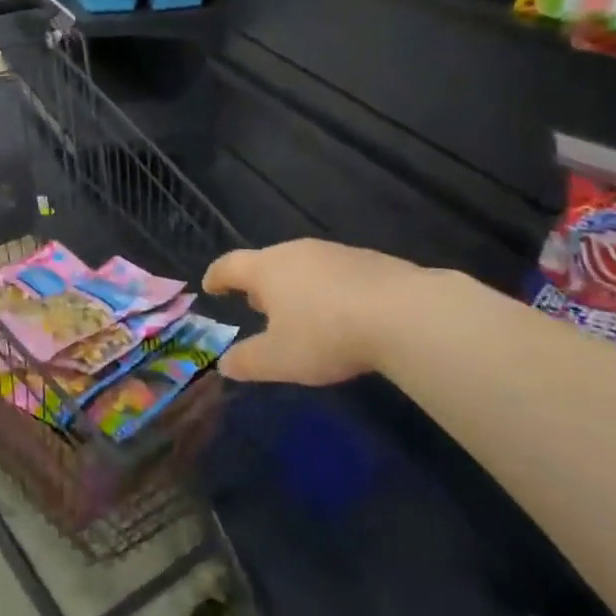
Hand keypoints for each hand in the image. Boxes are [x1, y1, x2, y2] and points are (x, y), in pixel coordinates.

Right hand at [203, 239, 446, 385]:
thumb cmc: (326, 334)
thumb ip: (248, 361)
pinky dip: (327, 290)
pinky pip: (334, 273)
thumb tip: (224, 364)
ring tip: (298, 311)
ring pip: (302, 266)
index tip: (211, 286)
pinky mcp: (369, 260)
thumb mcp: (280, 359)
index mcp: (267, 269)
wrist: (404, 313)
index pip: (230, 265)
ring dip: (294, 286)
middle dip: (258, 284)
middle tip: (255, 306)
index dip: (217, 276)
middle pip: (267, 262)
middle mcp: (296, 252)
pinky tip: (341, 313)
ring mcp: (334, 253)